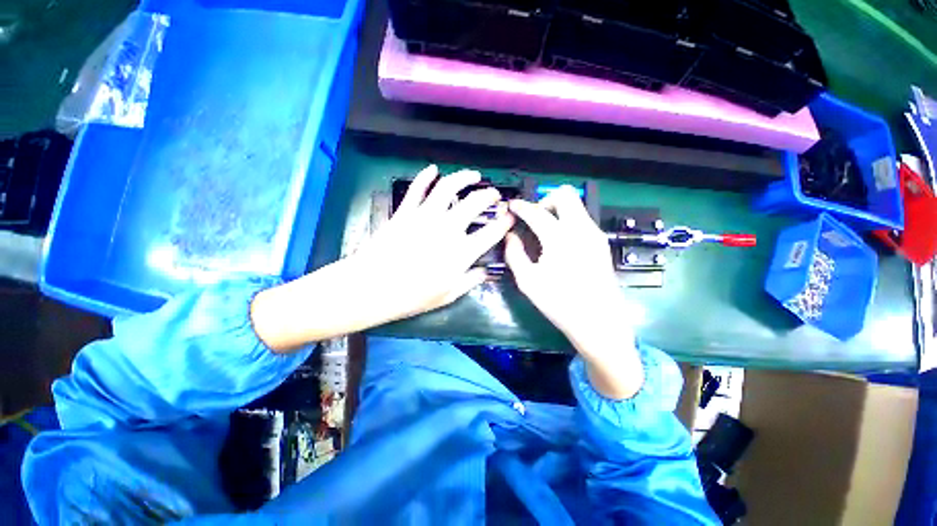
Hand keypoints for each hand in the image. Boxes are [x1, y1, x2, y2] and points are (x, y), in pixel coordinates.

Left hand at [251, 165, 513, 350]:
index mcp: (461, 251)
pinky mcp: (406, 211)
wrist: (372, 287)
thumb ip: (470, 280)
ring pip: (449, 187)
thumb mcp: (448, 295)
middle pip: (475, 203)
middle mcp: (448, 228)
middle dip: (490, 195)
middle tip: (495, 195)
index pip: (491, 232)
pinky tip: (433, 169)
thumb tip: (484, 271)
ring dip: (464, 177)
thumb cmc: (412, 296)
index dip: (505, 222)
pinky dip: (426, 176)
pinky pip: (418, 188)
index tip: (510, 216)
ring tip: (474, 175)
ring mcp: (426, 216)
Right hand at [505, 185, 642, 398]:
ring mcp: (595, 234)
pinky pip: (582, 219)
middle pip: (565, 194)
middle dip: (545, 200)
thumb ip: (514, 254)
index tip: (512, 205)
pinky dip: (567, 221)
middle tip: (534, 218)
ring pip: (576, 205)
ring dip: (557, 210)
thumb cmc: (559, 303)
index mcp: (560, 239)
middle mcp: (581, 229)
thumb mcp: (527, 281)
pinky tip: (559, 242)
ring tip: (544, 231)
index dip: (521, 206)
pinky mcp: (601, 243)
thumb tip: (510, 235)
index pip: (537, 212)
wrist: (599, 323)